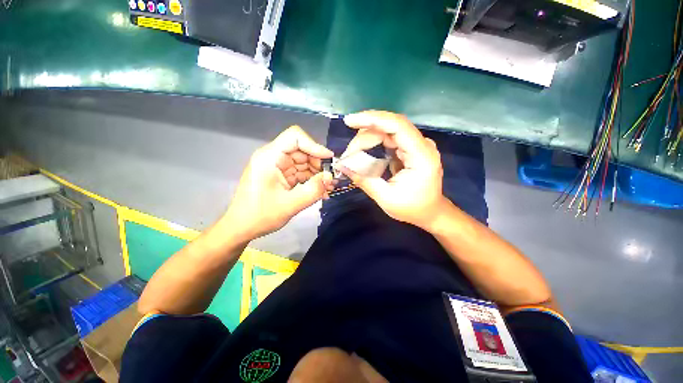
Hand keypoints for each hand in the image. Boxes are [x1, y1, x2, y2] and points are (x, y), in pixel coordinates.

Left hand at [223, 126, 334, 241]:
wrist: (242, 228)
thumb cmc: (260, 216)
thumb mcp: (289, 205)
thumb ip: (313, 191)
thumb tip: (330, 178)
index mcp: (269, 157)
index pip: (295, 137)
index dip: (314, 145)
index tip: (329, 160)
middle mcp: (274, 157)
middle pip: (302, 150)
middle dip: (319, 163)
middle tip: (331, 179)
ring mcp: (278, 167)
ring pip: (304, 162)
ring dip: (318, 174)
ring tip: (329, 187)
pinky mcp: (282, 176)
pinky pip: (301, 173)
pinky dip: (312, 180)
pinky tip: (321, 191)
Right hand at [339, 111, 446, 230]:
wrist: (430, 212)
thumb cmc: (412, 208)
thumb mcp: (386, 198)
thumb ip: (364, 180)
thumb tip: (342, 166)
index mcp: (421, 156)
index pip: (397, 126)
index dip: (372, 119)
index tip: (349, 122)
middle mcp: (422, 145)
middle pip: (389, 127)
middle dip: (364, 136)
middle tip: (348, 154)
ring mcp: (417, 145)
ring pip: (388, 131)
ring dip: (367, 139)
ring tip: (352, 154)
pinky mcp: (410, 148)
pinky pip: (389, 138)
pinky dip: (373, 143)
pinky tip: (363, 151)